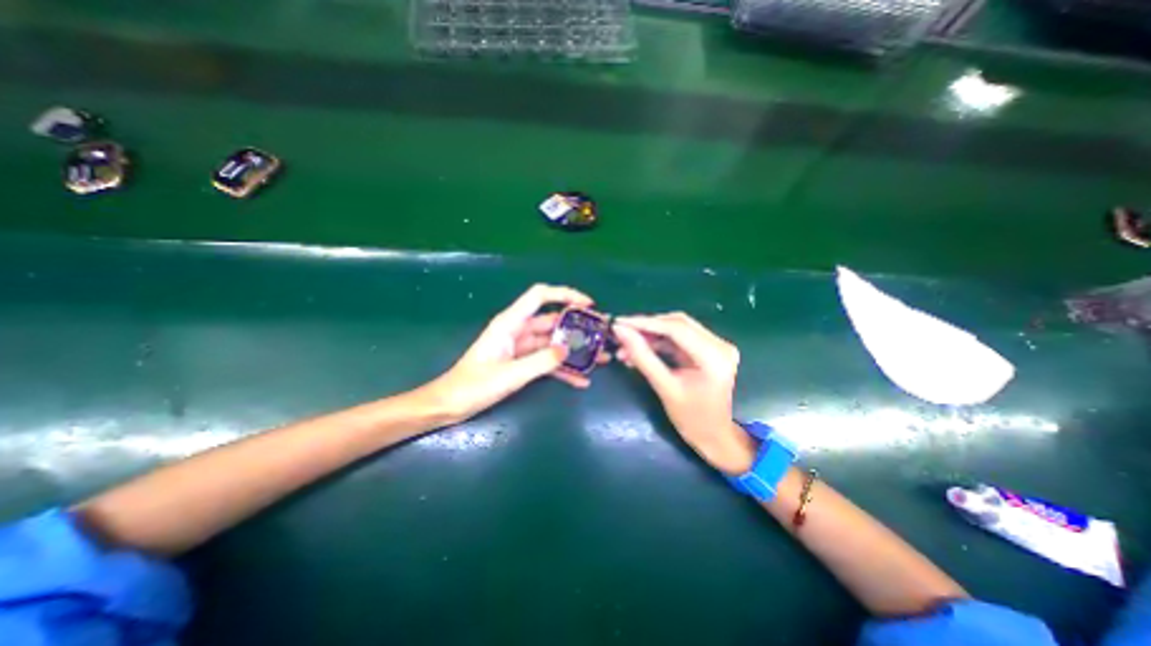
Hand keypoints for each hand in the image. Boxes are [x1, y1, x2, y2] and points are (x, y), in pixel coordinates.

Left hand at [421, 282, 602, 424]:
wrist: (451, 404)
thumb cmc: (473, 386)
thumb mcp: (509, 375)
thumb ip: (540, 361)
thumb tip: (567, 349)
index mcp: (510, 323)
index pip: (540, 296)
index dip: (564, 294)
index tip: (588, 304)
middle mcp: (518, 330)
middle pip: (553, 321)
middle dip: (578, 327)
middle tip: (601, 336)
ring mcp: (521, 348)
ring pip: (553, 343)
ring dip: (574, 351)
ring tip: (599, 359)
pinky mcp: (522, 363)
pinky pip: (547, 361)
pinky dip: (563, 369)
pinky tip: (581, 380)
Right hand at [610, 313, 756, 473]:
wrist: (714, 436)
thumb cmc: (691, 419)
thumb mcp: (664, 387)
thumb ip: (642, 357)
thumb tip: (620, 331)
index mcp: (714, 356)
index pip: (676, 328)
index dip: (645, 323)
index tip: (619, 323)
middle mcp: (719, 344)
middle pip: (676, 323)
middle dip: (646, 327)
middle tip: (620, 333)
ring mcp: (715, 345)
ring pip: (676, 328)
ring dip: (650, 335)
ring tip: (625, 348)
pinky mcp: (708, 349)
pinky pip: (678, 338)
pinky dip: (657, 342)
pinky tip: (639, 350)